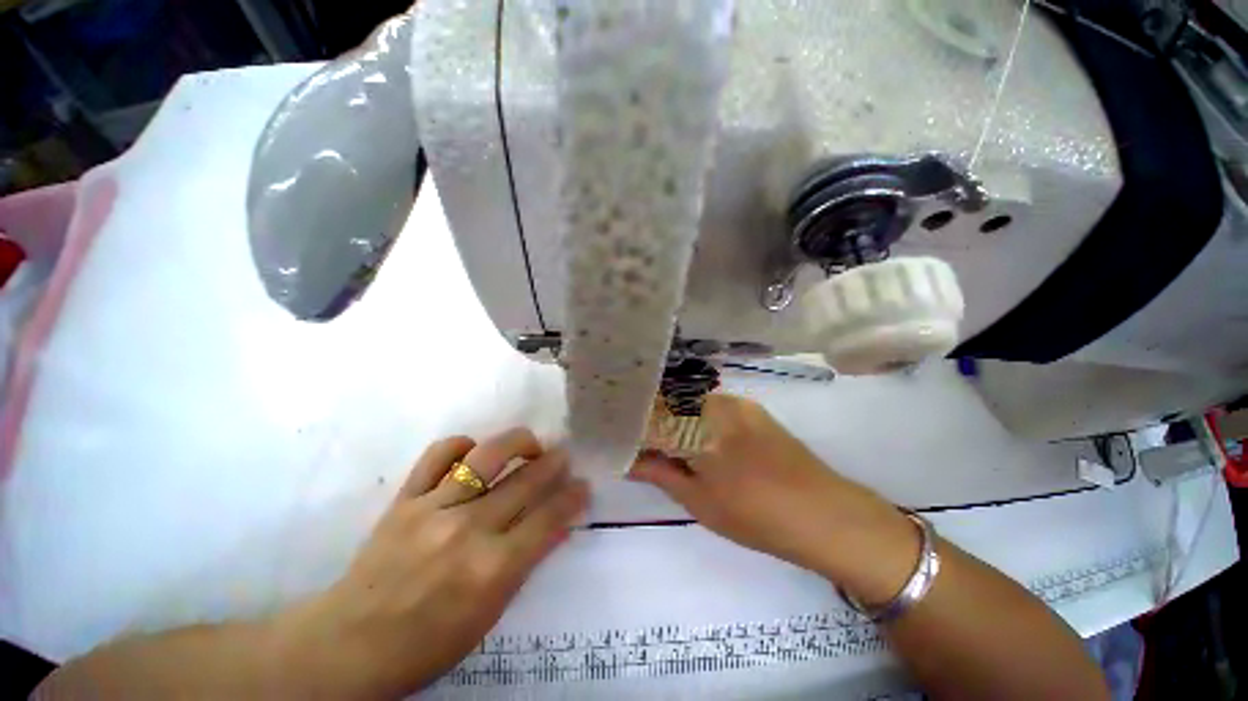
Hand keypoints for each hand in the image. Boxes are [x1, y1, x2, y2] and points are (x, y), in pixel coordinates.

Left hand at [278, 429, 588, 697]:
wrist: (347, 646)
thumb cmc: (426, 643)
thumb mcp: (489, 615)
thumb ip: (525, 563)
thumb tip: (556, 525)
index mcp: (492, 569)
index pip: (548, 519)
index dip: (572, 497)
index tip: (583, 485)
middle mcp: (468, 530)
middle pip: (526, 481)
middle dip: (554, 463)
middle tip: (564, 456)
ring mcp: (433, 508)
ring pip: (488, 456)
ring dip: (519, 442)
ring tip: (530, 444)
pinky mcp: (405, 499)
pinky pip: (439, 454)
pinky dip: (462, 445)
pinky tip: (473, 451)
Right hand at [630, 394, 917, 600]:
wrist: (827, 514)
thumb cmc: (756, 515)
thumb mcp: (699, 501)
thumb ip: (659, 474)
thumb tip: (627, 461)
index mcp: (698, 425)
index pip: (652, 415)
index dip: (634, 426)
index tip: (622, 436)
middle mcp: (715, 403)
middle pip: (670, 402)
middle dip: (652, 419)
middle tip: (642, 441)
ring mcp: (737, 403)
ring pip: (691, 401)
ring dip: (674, 416)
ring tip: (665, 439)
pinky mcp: (753, 409)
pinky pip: (712, 405)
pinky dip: (696, 416)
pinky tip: (696, 436)